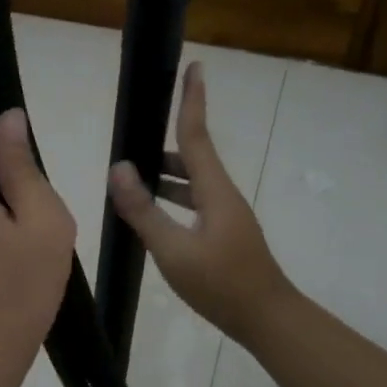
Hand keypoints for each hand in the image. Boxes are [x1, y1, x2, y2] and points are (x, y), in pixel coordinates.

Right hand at [107, 62, 295, 345]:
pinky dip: (172, 199)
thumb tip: (119, 168)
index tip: (194, 67)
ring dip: (165, 176)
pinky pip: (193, 203)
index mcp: (215, 191)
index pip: (197, 135)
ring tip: (131, 182)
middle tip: (130, 144)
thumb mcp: (174, 249)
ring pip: (192, 183)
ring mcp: (226, 216)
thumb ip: (144, 210)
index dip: (193, 101)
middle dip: (163, 147)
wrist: (267, 319)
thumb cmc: (222, 283)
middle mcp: (223, 196)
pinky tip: (153, 216)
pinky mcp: (224, 234)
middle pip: (193, 158)